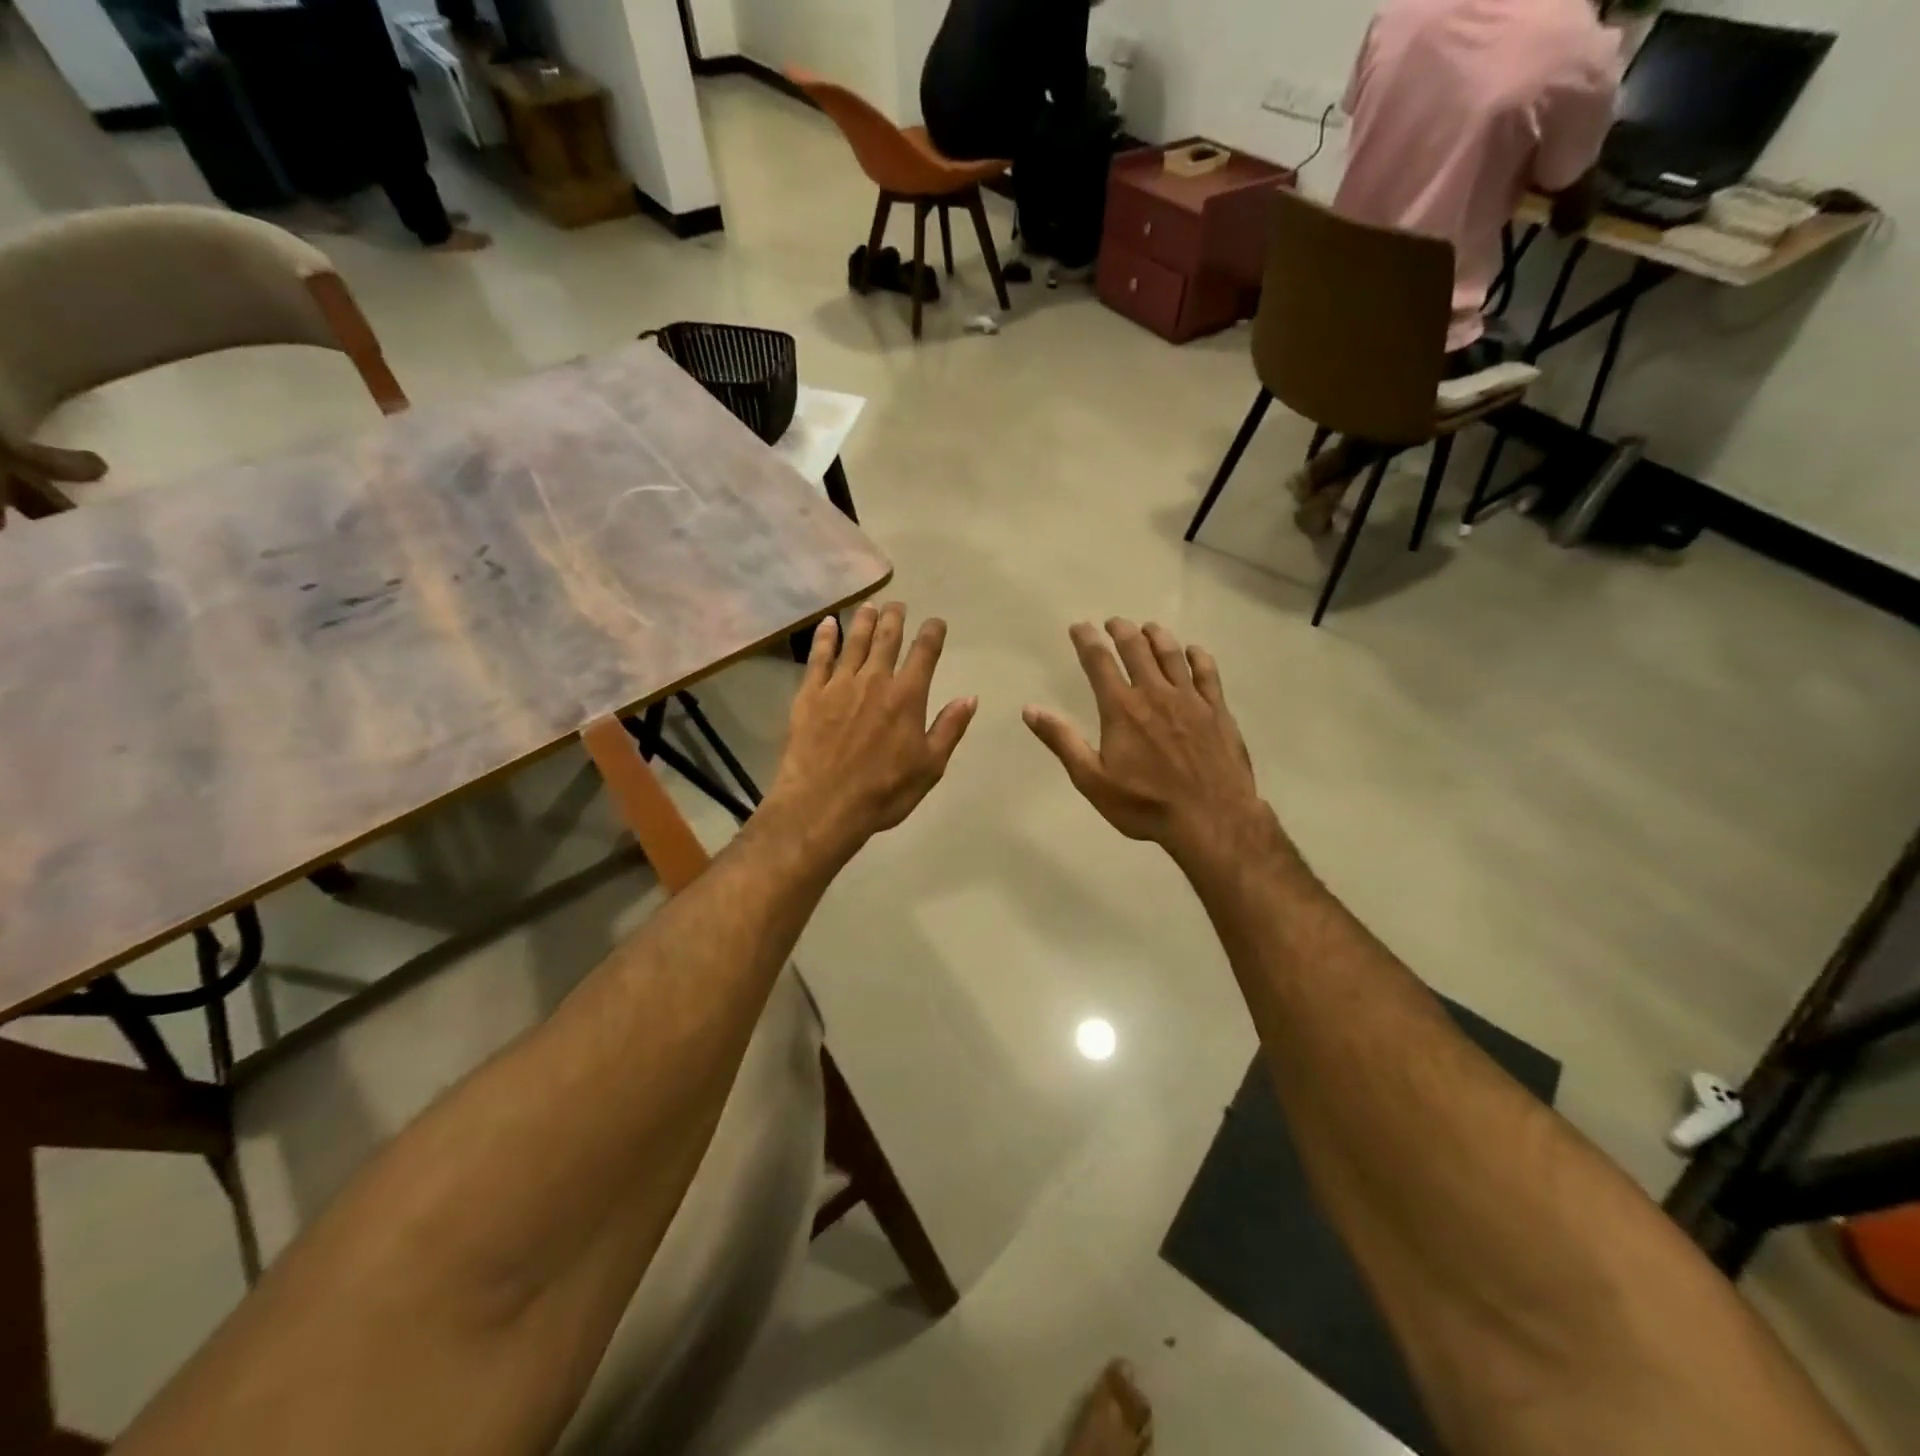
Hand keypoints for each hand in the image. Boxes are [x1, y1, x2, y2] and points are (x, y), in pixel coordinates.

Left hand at [765, 602, 976, 861]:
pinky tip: (827, 625)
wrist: (822, 805)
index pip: (925, 654)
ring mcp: (838, 685)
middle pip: (887, 639)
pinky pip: (818, 658)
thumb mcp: (930, 767)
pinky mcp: (809, 695)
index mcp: (907, 697)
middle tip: (897, 605)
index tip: (936, 622)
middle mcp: (874, 680)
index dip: (932, 633)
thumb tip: (969, 697)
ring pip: (853, 642)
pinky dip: (825, 638)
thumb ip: (949, 728)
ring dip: (863, 621)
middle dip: (895, 618)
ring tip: (869, 606)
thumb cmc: (883, 792)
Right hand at [1024, 620, 1278, 871]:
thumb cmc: (1145, 804)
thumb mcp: (1092, 780)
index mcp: (1122, 708)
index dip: (1087, 640)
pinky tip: (1193, 651)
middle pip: (1137, 649)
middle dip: (1122, 630)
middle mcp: (1155, 694)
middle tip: (1113, 622)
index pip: (1099, 662)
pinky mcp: (1218, 711)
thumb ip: (1062, 741)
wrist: (1211, 819)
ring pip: (1172, 655)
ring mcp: (1191, 700)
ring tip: (1148, 628)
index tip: (1079, 626)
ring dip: (1157, 636)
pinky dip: (1198, 656)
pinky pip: (1208, 673)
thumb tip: (1030, 709)